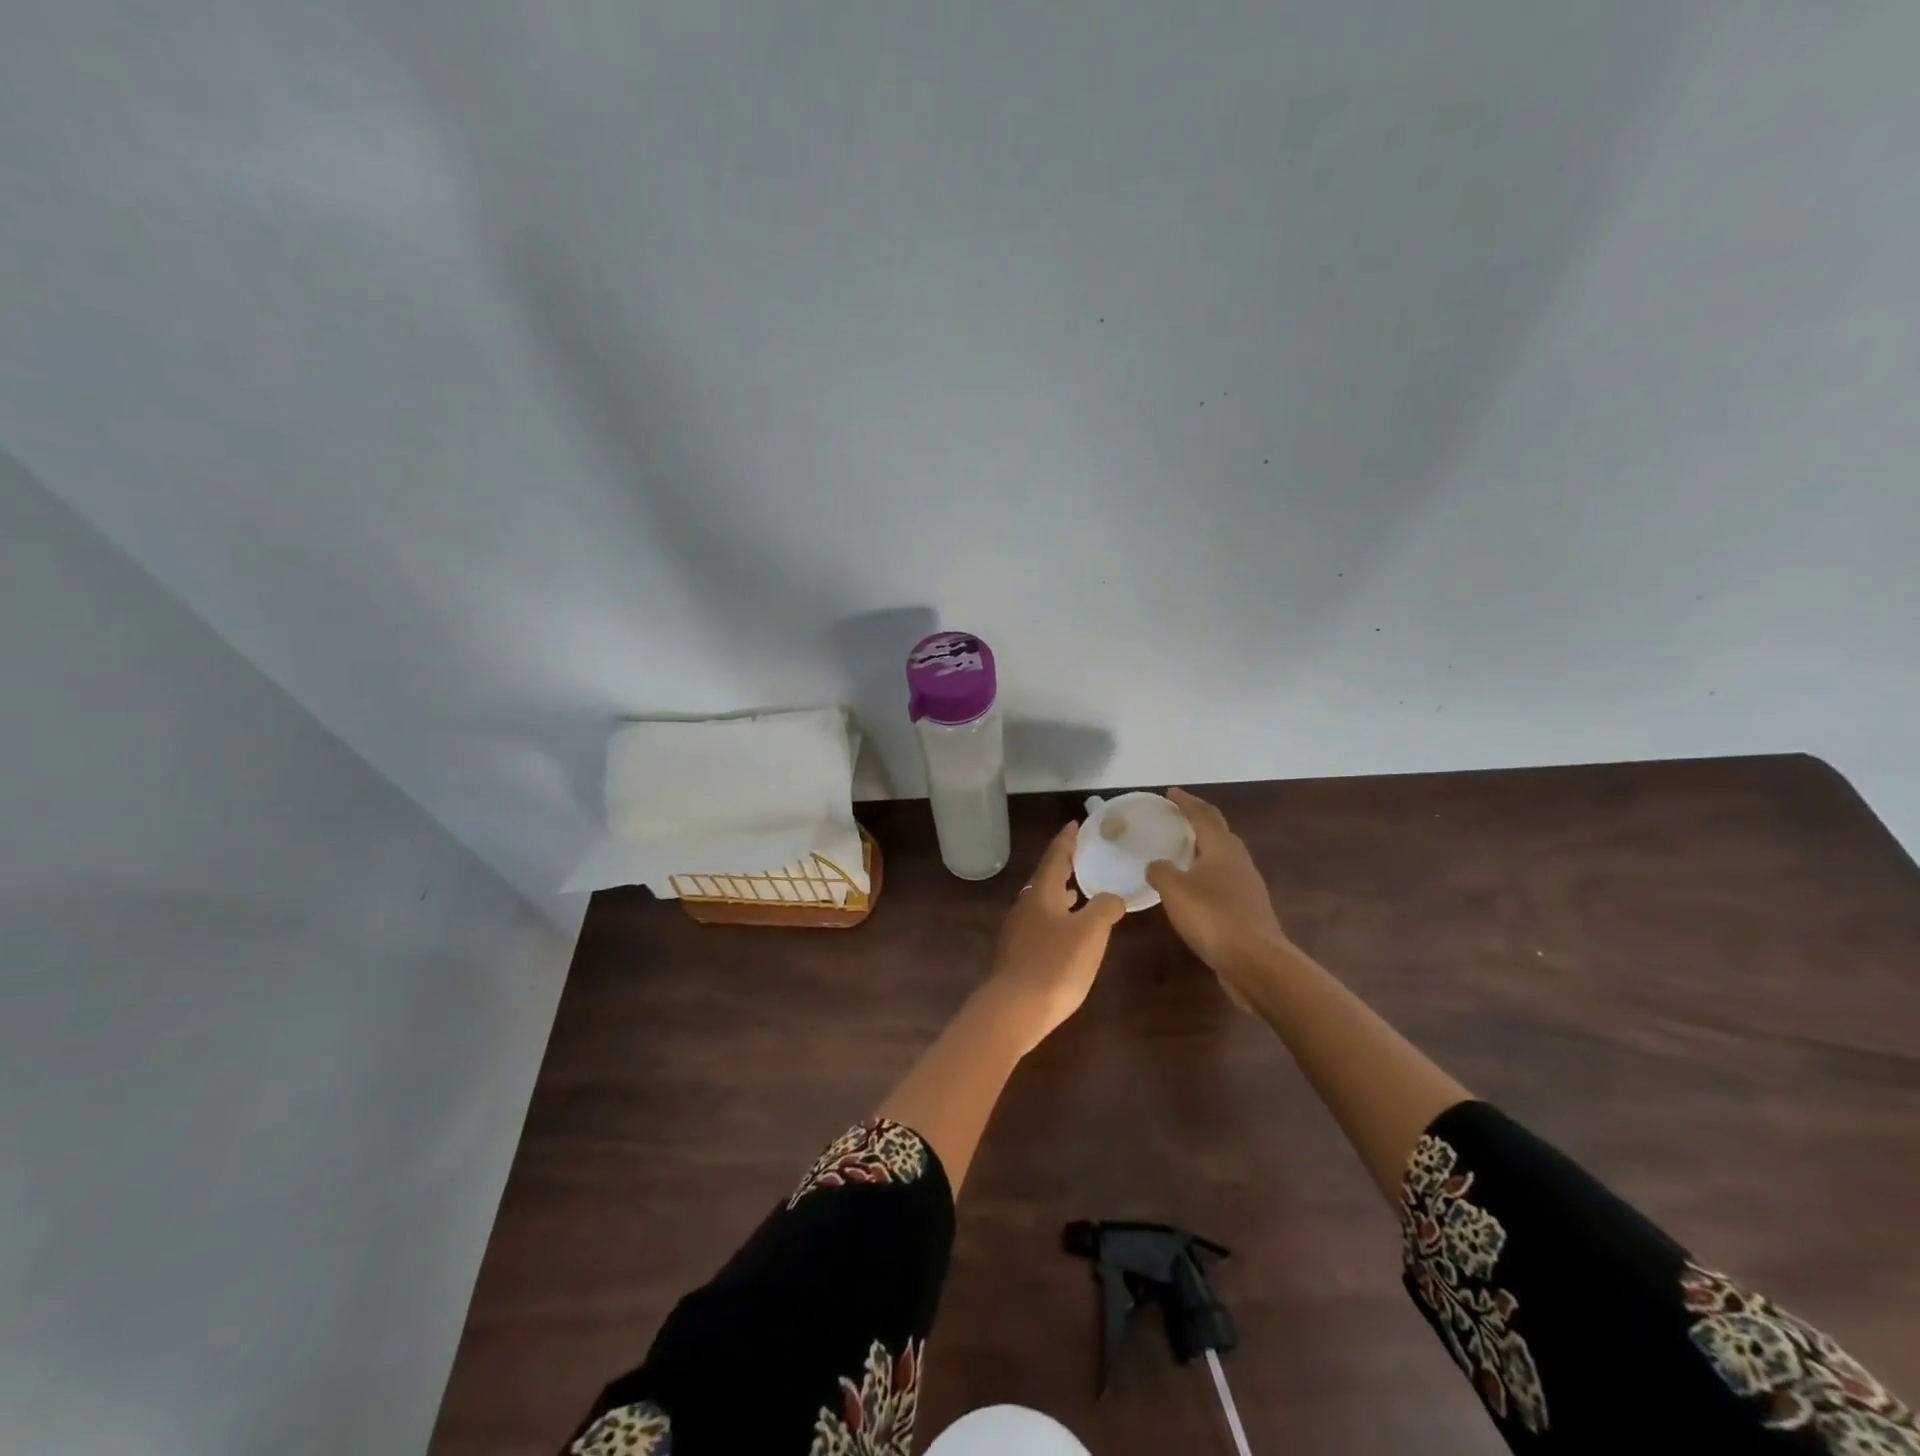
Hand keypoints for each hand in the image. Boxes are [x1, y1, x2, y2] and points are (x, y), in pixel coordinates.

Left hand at [986, 822, 1126, 1052]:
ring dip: (1060, 893)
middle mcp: (1026, 906)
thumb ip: (1104, 909)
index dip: (1067, 840)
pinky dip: (1056, 917)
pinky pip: (1040, 924)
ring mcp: (1018, 931)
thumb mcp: (1090, 933)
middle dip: (1064, 866)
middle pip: (1045, 878)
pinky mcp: (1017, 954)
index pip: (1055, 856)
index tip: (1076, 824)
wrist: (1013, 1010)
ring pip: (1041, 902)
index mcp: (1042, 893)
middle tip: (1083, 856)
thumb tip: (1111, 897)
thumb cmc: (1054, 965)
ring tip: (1079, 891)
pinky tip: (1067, 932)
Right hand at [1146, 787, 1289, 1005]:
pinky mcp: (1248, 910)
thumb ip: (1161, 871)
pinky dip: (1207, 874)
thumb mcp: (1174, 890)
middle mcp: (1238, 862)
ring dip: (1205, 848)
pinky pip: (1224, 881)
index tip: (1170, 793)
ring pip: (1224, 857)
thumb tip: (1156, 865)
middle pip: (1219, 832)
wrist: (1257, 962)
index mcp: (1221, 849)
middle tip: (1177, 818)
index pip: (1203, 815)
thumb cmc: (1213, 917)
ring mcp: (1247, 887)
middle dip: (1198, 821)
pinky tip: (1195, 889)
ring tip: (1183, 851)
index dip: (1186, 802)